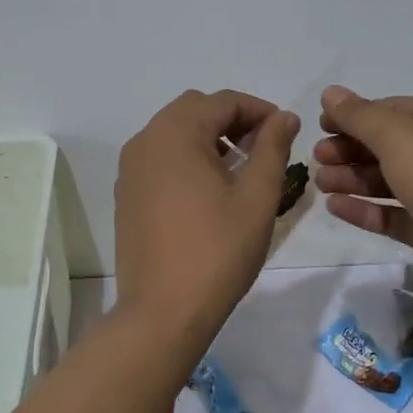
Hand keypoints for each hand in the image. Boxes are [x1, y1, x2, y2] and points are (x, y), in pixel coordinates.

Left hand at [114, 89, 299, 354]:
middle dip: (232, 120)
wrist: (163, 311)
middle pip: (195, 110)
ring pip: (174, 132)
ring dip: (209, 138)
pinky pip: (160, 157)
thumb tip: (284, 116)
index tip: (285, 131)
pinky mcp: (126, 194)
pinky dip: (186, 158)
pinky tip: (209, 190)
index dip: (259, 110)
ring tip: (240, 169)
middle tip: (263, 148)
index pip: (223, 101)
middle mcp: (145, 140)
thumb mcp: (257, 196)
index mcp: (175, 133)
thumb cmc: (218, 250)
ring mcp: (130, 168)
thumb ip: (272, 147)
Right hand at [313, 86, 412, 309]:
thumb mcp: (398, 135)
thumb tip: (330, 92)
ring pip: (387, 182)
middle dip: (350, 149)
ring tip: (321, 182)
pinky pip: (392, 215)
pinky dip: (365, 210)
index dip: (354, 116)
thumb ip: (359, 116)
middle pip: (387, 146)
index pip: (392, 110)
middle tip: (318, 157)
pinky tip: (335, 206)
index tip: (320, 126)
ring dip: (352, 179)